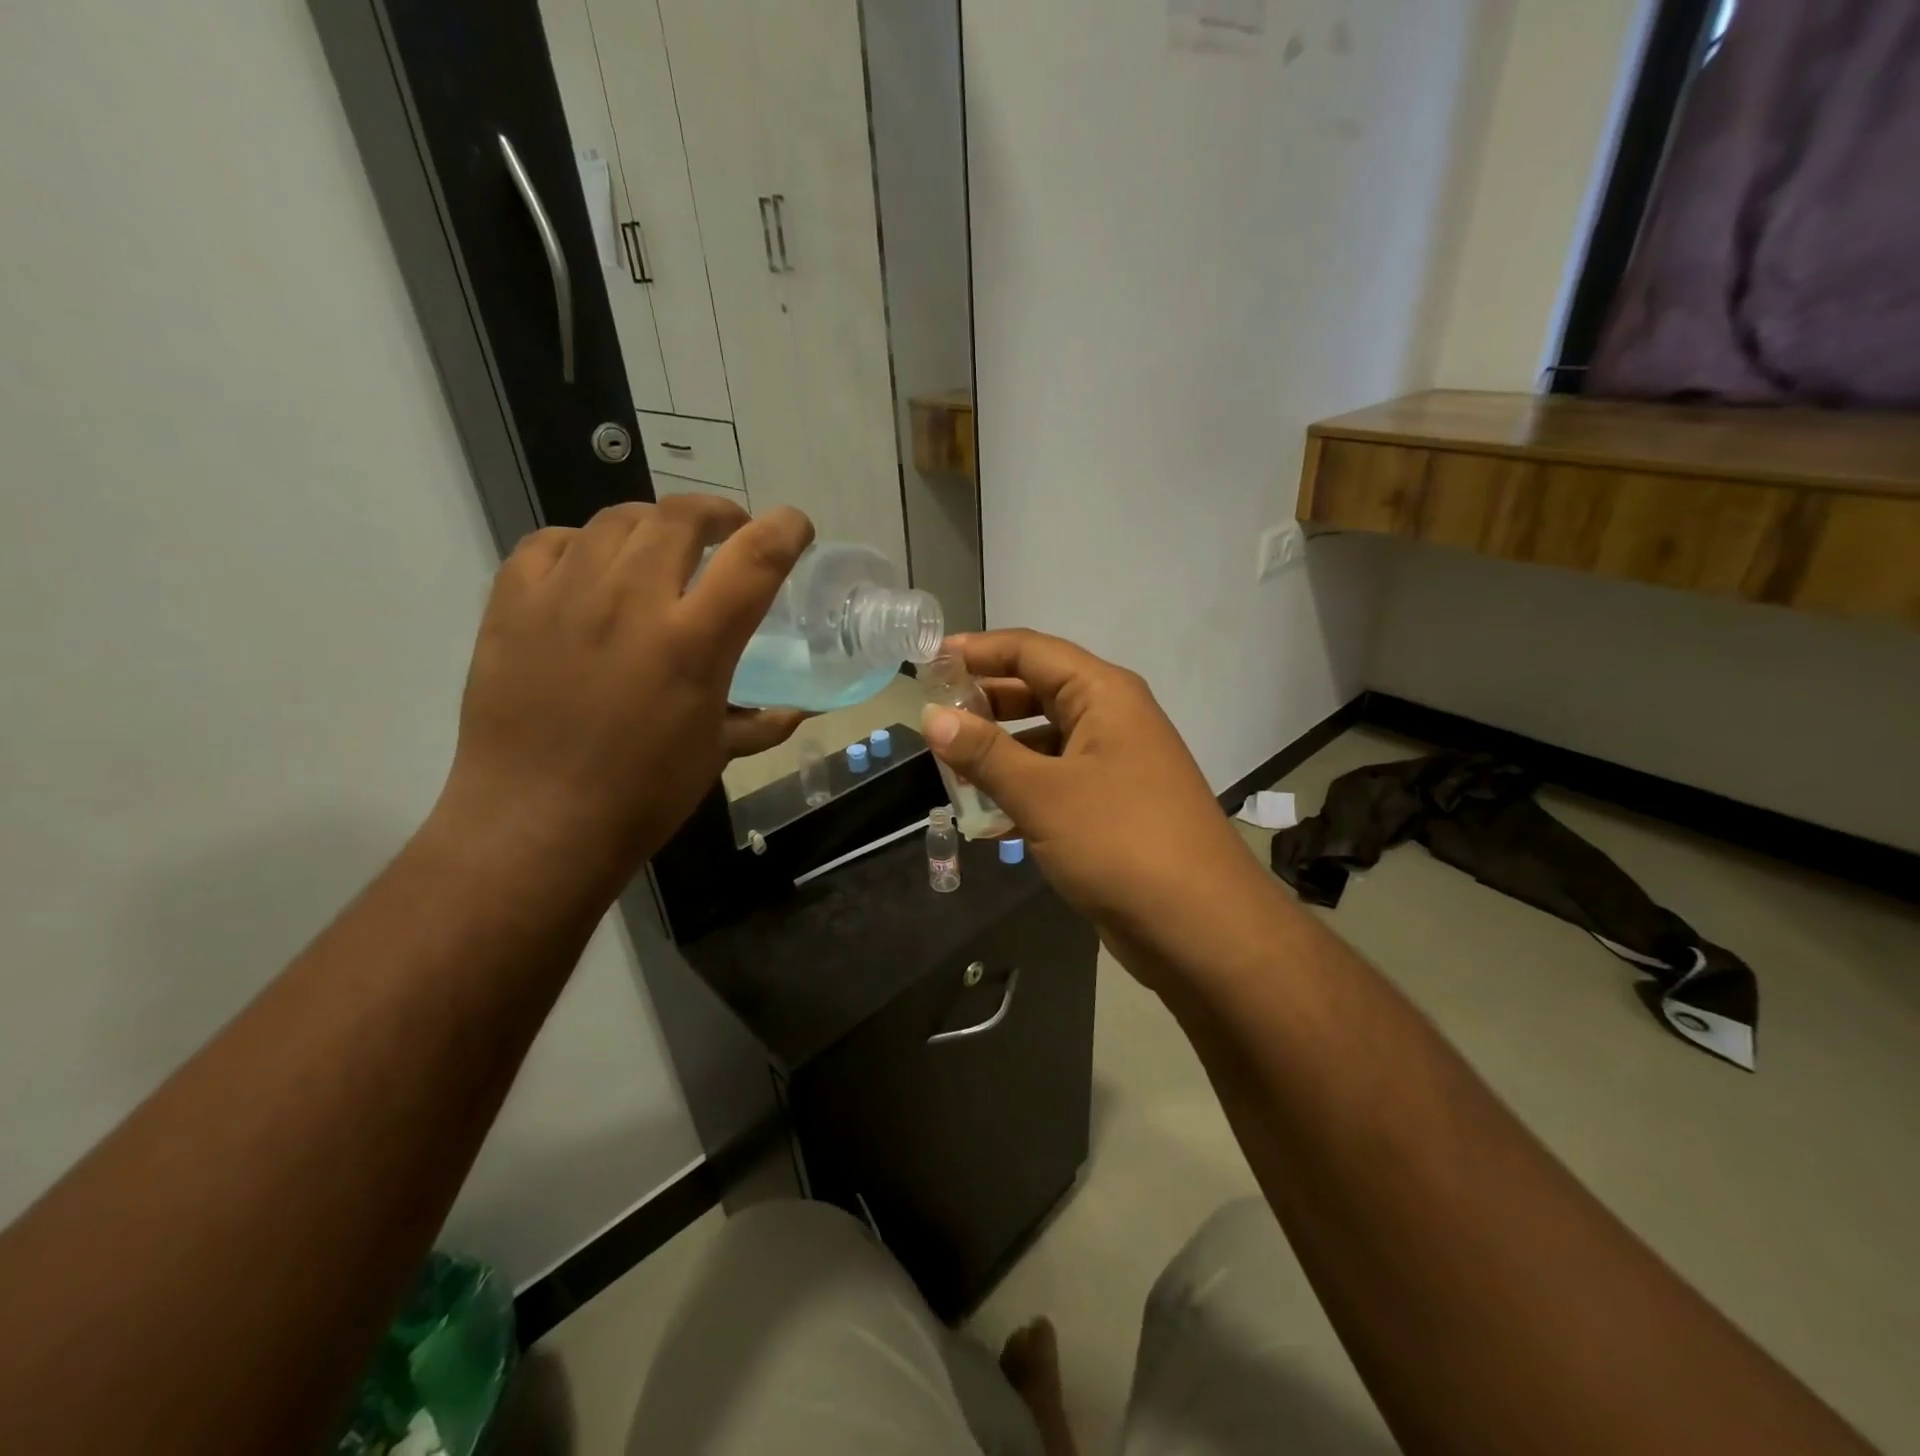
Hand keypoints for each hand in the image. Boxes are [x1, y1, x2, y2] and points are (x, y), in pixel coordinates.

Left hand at [437, 497, 812, 886]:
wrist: (535, 824)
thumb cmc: (642, 796)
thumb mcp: (716, 756)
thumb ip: (761, 723)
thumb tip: (797, 712)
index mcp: (693, 643)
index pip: (755, 557)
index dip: (785, 529)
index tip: (794, 528)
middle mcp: (631, 602)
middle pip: (681, 516)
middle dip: (717, 513)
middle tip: (725, 535)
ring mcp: (564, 596)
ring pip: (617, 519)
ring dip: (653, 526)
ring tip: (659, 553)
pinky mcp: (511, 604)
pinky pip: (550, 543)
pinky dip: (581, 546)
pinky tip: (589, 572)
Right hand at [920, 630, 1269, 978]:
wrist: (1200, 926)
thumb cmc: (1120, 842)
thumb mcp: (1043, 794)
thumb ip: (984, 753)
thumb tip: (931, 717)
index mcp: (1104, 695)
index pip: (1031, 651)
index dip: (978, 650)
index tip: (927, 661)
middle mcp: (1112, 719)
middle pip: (1038, 691)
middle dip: (985, 702)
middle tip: (932, 717)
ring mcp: (1115, 764)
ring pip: (1044, 741)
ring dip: (999, 752)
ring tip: (949, 768)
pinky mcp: (1112, 807)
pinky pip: (1056, 782)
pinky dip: (1021, 790)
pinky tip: (986, 818)